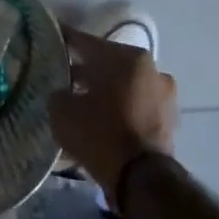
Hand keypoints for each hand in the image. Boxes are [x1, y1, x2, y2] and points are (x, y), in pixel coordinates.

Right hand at [49, 26, 178, 208]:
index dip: (64, 40)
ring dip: (104, 91)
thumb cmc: (100, 134)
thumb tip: (62, 91)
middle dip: (85, 70)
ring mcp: (164, 95)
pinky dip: (118, 110)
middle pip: (108, 64)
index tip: (50, 38)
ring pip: (124, 86)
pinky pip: (135, 107)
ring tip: (80, 102)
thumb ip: (58, 92)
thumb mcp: (62, 110)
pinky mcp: (168, 121)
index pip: (86, 42)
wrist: (141, 179)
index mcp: (127, 57)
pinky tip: (99, 121)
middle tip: (61, 76)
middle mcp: (151, 69)